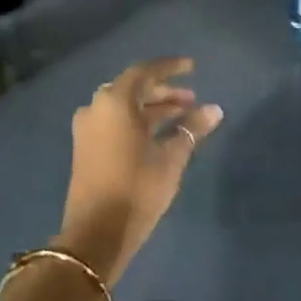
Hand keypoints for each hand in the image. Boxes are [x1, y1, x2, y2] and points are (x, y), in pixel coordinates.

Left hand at [57, 57, 222, 285]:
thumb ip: (192, 128)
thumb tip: (214, 109)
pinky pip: (115, 121)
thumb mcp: (171, 157)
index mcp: (115, 102)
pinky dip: (138, 121)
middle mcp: (97, 108)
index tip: (192, 67)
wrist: (96, 233)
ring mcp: (88, 129)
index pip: (145, 72)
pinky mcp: (86, 147)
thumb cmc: (137, 189)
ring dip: (152, 107)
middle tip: (191, 99)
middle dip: (164, 91)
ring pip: (124, 106)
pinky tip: (160, 133)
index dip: (170, 67)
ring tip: (182, 115)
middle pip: (134, 88)